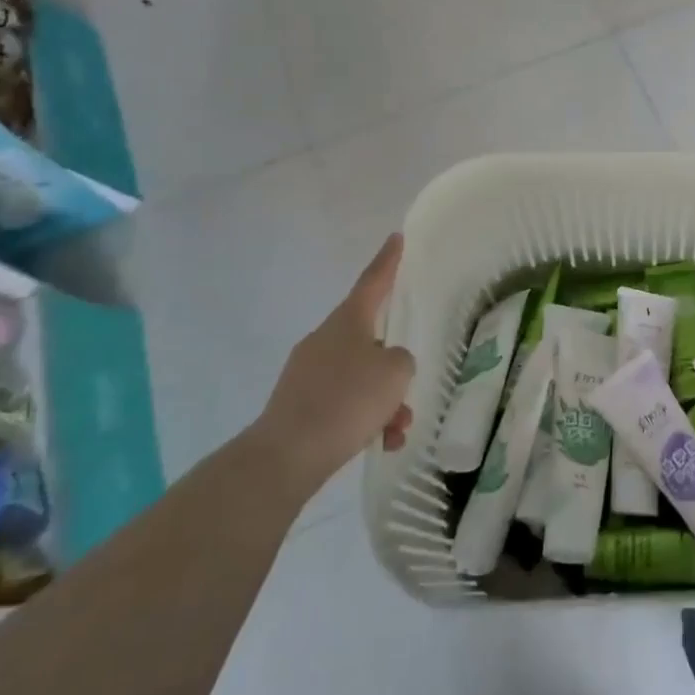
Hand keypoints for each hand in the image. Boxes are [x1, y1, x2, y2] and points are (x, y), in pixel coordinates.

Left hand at [252, 234, 415, 495]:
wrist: (286, 456)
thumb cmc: (347, 400)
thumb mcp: (395, 372)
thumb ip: (401, 360)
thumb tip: (385, 366)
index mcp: (347, 321)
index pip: (373, 281)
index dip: (388, 260)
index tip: (396, 238)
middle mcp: (324, 340)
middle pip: (370, 342)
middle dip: (393, 370)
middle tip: (407, 393)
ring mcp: (308, 374)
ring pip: (360, 379)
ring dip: (383, 402)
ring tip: (397, 431)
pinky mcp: (299, 407)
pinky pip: (343, 405)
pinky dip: (365, 421)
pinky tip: (379, 443)